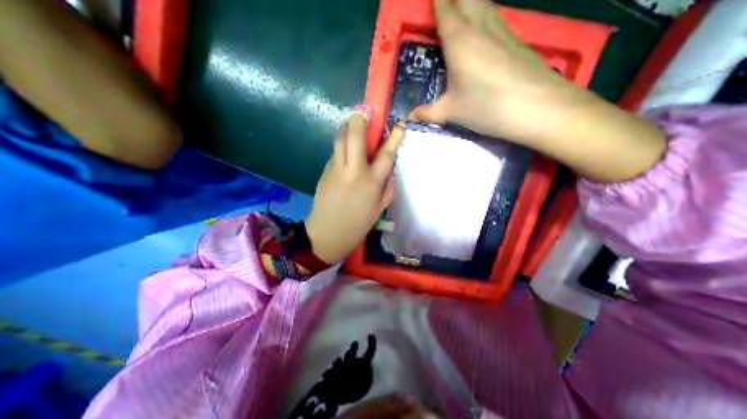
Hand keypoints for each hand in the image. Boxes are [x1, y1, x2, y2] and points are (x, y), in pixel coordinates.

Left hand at [305, 110, 403, 262]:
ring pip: (340, 139)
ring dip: (347, 128)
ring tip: (353, 127)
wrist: (326, 234)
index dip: (394, 137)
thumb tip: (390, 171)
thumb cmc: (356, 225)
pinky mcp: (324, 171)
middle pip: (355, 135)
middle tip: (363, 113)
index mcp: (371, 182)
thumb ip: (388, 188)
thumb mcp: (379, 210)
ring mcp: (335, 169)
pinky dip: (341, 146)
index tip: (399, 125)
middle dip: (359, 119)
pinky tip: (346, 153)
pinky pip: (335, 152)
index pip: (385, 154)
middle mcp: (353, 170)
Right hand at [408, 0, 582, 144]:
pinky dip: (484, 18)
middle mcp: (480, 27)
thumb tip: (410, 117)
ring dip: (470, 3)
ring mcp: (502, 31)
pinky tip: (482, 33)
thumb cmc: (486, 106)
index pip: (445, 8)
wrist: (537, 107)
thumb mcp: (451, 112)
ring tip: (460, 11)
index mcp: (459, 41)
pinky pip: (496, 20)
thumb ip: (428, 112)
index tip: (432, 0)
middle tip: (445, 4)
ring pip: (484, 4)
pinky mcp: (517, 41)